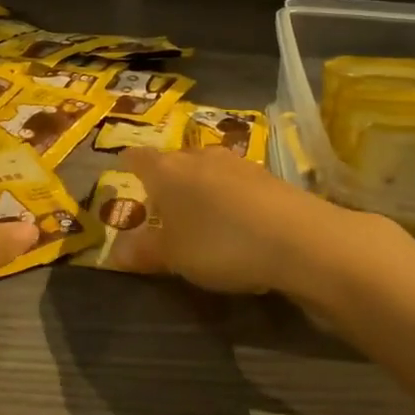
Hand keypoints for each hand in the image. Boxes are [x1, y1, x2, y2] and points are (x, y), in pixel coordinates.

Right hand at [116, 146, 333, 295]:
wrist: (298, 238)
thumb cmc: (219, 243)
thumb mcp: (174, 256)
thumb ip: (144, 251)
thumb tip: (116, 251)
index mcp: (166, 170)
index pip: (138, 158)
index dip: (129, 164)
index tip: (123, 170)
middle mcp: (198, 157)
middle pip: (174, 161)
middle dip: (166, 178)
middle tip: (161, 205)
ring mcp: (236, 163)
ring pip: (206, 169)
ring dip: (200, 187)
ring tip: (199, 214)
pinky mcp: (267, 177)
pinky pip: (235, 183)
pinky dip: (228, 197)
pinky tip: (236, 222)